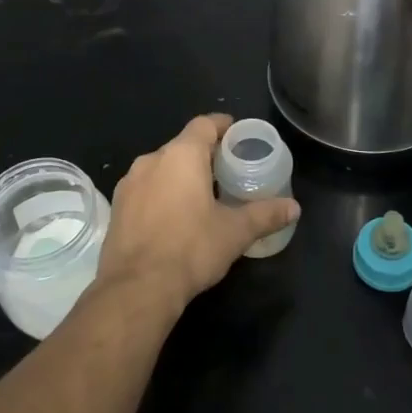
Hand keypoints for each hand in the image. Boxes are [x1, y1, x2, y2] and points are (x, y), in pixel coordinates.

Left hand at [95, 114, 300, 312]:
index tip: (237, 136)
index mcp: (181, 156)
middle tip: (227, 171)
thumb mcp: (235, 232)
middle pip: (182, 145)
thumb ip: (265, 215)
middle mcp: (151, 160)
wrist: (136, 287)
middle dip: (204, 155)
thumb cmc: (190, 249)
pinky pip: (145, 188)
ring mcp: (129, 183)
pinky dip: (161, 193)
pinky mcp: (117, 206)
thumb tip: (294, 208)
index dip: (222, 126)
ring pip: (161, 168)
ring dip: (180, 175)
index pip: (204, 125)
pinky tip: (174, 217)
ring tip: (202, 195)